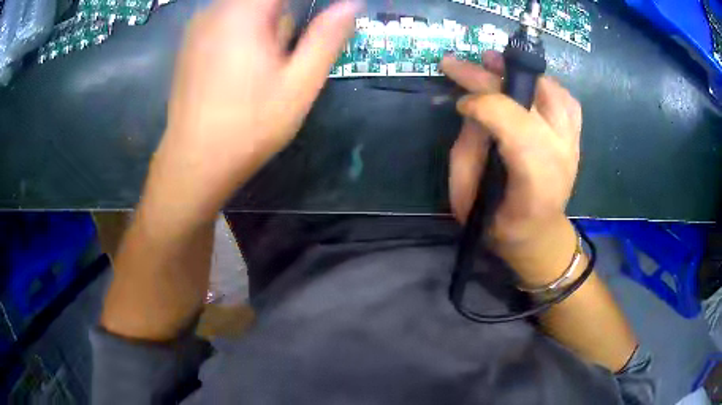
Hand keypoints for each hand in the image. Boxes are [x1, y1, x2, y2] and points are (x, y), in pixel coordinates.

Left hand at [143, 0, 359, 225]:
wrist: (194, 161)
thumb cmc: (249, 125)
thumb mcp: (299, 83)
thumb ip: (327, 37)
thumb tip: (352, 4)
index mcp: (244, 14)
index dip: (305, 5)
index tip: (297, 43)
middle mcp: (216, 11)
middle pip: (264, 2)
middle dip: (283, 19)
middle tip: (285, 54)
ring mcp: (198, 27)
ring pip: (245, 10)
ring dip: (263, 26)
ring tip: (262, 65)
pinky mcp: (189, 43)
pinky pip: (225, 22)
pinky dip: (242, 34)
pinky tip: (239, 69)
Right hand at [442, 51, 581, 247]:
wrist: (539, 237)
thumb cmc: (499, 222)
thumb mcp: (469, 196)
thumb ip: (468, 147)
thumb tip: (470, 106)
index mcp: (533, 179)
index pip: (514, 123)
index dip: (483, 103)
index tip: (459, 103)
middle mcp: (561, 155)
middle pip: (532, 97)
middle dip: (491, 76)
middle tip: (460, 64)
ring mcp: (572, 144)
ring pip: (553, 91)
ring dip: (521, 74)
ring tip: (493, 63)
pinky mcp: (576, 139)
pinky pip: (567, 101)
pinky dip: (545, 87)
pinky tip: (525, 85)